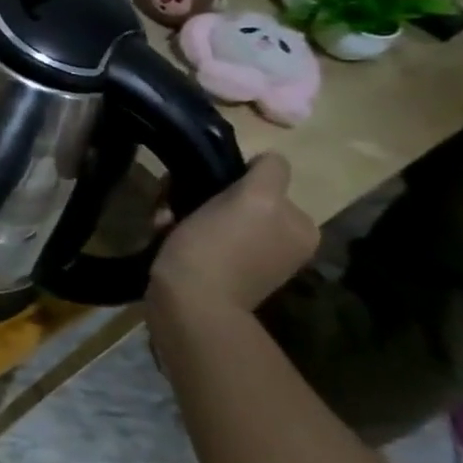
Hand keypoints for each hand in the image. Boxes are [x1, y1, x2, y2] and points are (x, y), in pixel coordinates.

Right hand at [148, 153, 317, 318]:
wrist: (190, 303)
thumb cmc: (219, 247)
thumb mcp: (254, 200)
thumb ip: (269, 173)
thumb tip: (268, 159)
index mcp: (299, 227)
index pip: (263, 180)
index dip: (230, 177)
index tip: (202, 185)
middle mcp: (281, 242)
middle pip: (233, 197)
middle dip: (199, 196)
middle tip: (174, 204)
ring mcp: (250, 259)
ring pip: (209, 215)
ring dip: (182, 212)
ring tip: (163, 223)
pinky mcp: (218, 272)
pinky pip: (198, 237)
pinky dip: (178, 233)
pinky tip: (162, 236)